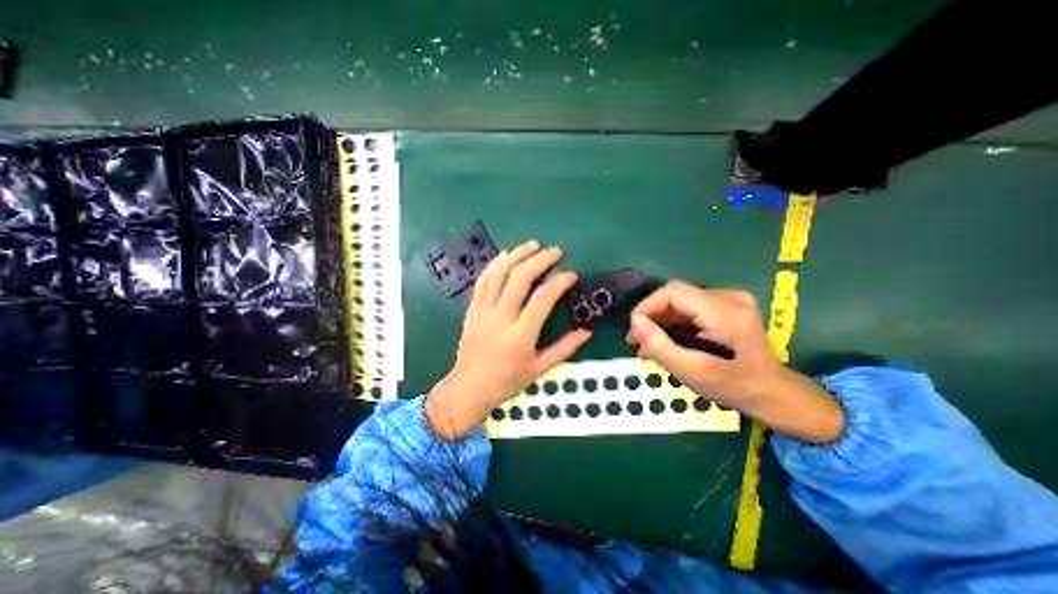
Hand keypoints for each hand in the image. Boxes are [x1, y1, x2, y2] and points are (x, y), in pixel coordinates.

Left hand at [424, 238, 592, 437]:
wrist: (469, 388)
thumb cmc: (507, 381)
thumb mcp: (539, 369)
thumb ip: (564, 348)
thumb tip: (587, 332)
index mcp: (520, 336)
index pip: (542, 299)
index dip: (559, 283)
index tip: (571, 274)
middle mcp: (500, 319)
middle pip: (519, 279)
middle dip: (539, 260)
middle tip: (555, 252)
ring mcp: (483, 311)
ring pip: (498, 274)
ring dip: (517, 255)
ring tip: (533, 245)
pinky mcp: (472, 309)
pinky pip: (483, 281)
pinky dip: (495, 264)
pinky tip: (506, 255)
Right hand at [627, 281, 844, 442]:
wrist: (772, 393)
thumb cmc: (732, 386)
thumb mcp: (690, 370)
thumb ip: (659, 345)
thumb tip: (635, 321)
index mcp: (724, 312)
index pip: (674, 292)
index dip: (648, 305)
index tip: (634, 328)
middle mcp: (730, 297)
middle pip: (677, 296)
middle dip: (653, 316)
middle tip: (636, 340)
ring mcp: (732, 300)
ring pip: (682, 302)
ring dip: (662, 321)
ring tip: (648, 344)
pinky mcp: (729, 306)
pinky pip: (691, 307)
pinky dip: (675, 322)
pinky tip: (667, 339)